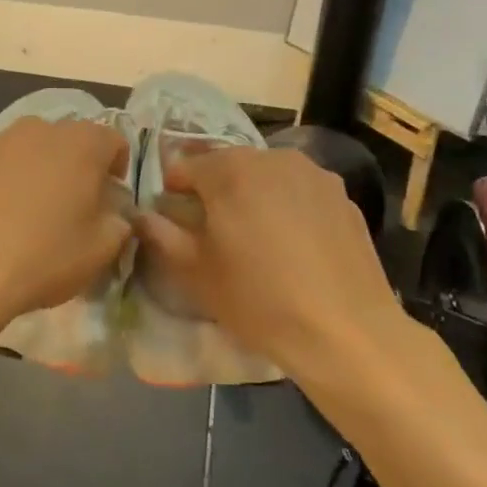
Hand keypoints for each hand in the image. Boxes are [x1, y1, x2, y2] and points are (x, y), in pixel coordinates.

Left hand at [0, 118, 131, 353]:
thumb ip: (119, 224)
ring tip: (25, 213)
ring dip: (31, 171)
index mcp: (81, 143)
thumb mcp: (102, 251)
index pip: (114, 141)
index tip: (110, 199)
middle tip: (70, 207)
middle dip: (73, 167)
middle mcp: (36, 129)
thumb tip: (113, 215)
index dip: (117, 169)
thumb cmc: (44, 258)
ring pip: (23, 150)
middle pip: (66, 141)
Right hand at [132, 147, 411, 378]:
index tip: (173, 219)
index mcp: (229, 169)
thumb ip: (160, 235)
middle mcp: (271, 157)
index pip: (185, 166)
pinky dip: (288, 207)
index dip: (173, 191)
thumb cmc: (258, 299)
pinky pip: (300, 192)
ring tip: (256, 237)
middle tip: (213, 230)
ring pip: (267, 175)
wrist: (345, 330)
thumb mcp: (195, 273)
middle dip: (215, 190)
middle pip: (228, 165)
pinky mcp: (343, 196)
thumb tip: (142, 215)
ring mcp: (313, 173)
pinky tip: (294, 245)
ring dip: (253, 195)